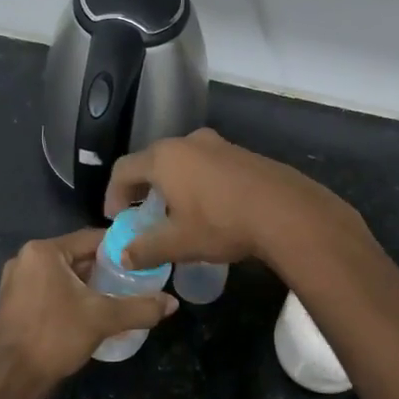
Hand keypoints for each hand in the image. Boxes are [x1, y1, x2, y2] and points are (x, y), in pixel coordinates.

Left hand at [0, 230, 175, 398]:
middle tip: (133, 282)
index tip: (143, 260)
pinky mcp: (12, 305)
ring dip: (87, 286)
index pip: (91, 238)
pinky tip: (88, 316)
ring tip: (116, 300)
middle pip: (76, 257)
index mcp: (44, 251)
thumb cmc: (54, 336)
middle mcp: (25, 259)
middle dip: (105, 270)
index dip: (120, 249)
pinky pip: (49, 291)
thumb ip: (140, 308)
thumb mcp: (103, 319)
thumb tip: (172, 303)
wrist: (9, 379)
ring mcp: (14, 282)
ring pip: (62, 276)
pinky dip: (69, 298)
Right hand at [103, 128, 362, 270]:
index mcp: (164, 158)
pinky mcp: (243, 154)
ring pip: (183, 161)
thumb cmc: (221, 223)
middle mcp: (188, 142)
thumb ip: (145, 249)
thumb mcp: (178, 242)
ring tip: (176, 213)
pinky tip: (210, 208)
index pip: (124, 169)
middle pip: (153, 160)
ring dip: (172, 184)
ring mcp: (219, 144)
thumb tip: (124, 256)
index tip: (116, 217)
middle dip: (143, 187)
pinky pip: (208, 165)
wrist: (285, 211)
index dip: (113, 193)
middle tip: (142, 214)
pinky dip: (198, 182)